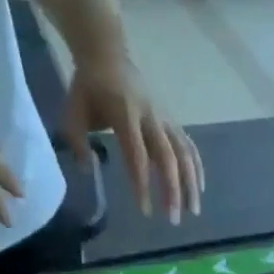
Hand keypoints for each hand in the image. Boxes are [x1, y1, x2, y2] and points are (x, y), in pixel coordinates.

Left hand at [65, 49, 202, 222]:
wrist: (107, 52)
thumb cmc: (88, 86)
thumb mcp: (73, 111)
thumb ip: (78, 142)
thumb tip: (88, 171)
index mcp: (125, 115)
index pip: (137, 156)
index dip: (142, 184)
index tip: (145, 212)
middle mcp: (150, 117)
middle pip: (168, 158)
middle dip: (173, 191)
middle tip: (173, 221)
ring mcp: (164, 118)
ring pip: (184, 153)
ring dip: (191, 184)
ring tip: (193, 211)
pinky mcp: (171, 120)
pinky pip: (188, 145)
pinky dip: (196, 167)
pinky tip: (200, 189)